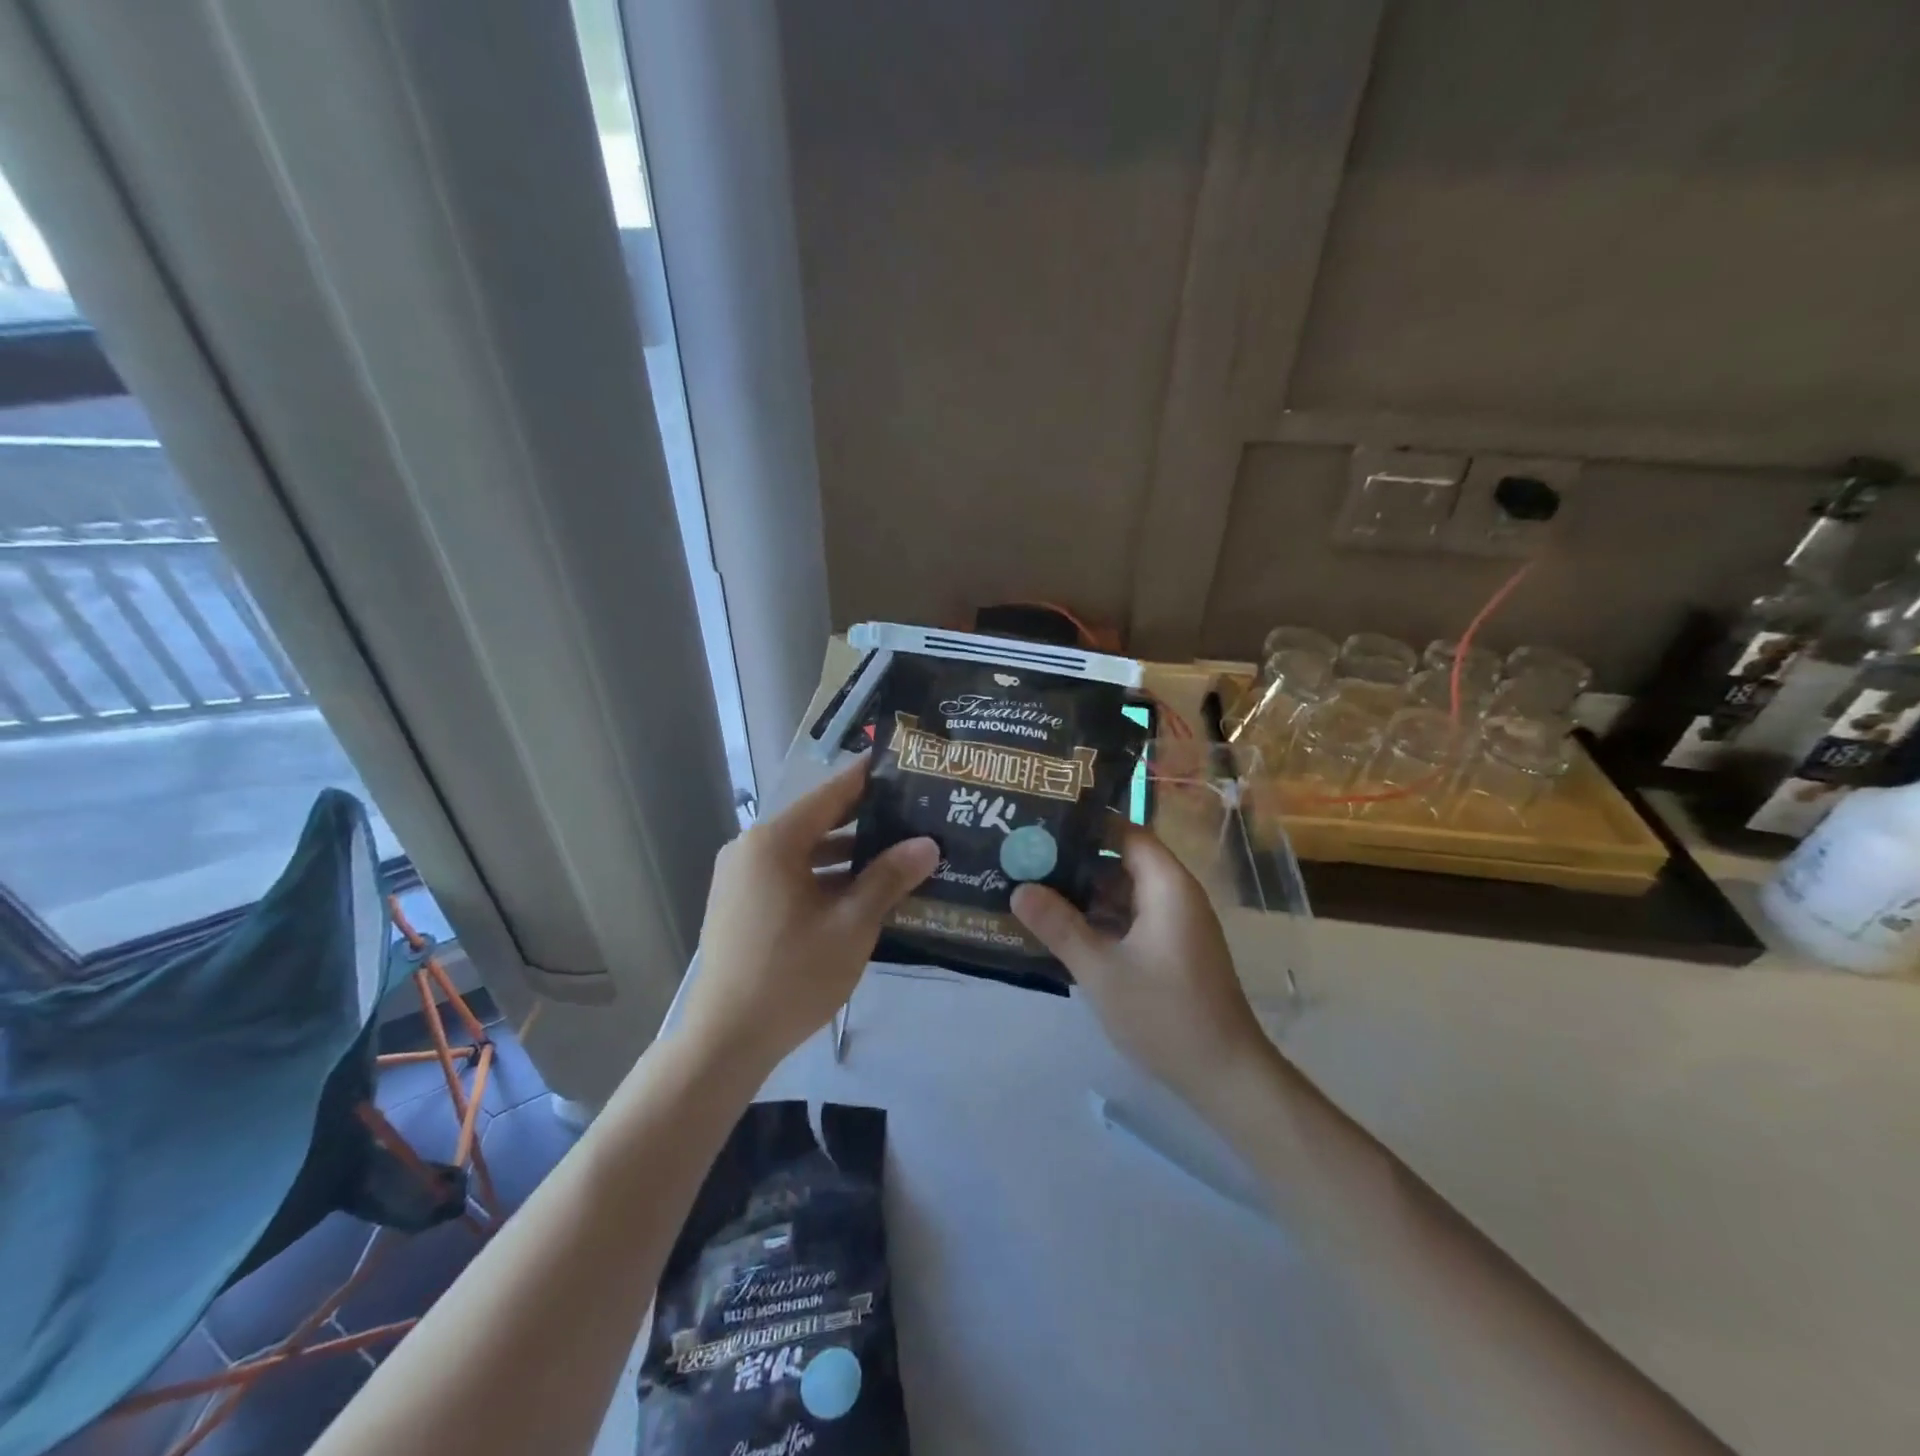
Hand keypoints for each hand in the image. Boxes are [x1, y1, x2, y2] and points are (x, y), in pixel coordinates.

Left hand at [678, 756, 938, 1074]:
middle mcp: (752, 848)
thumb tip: (927, 844)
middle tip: (913, 812)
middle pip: (817, 820)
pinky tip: (861, 891)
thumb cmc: (792, 975)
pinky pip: (789, 874)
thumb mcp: (851, 925)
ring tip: (897, 852)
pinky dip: (823, 876)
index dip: (868, 779)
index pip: (831, 794)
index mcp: (774, 842)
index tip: (903, 765)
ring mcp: (742, 876)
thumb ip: (888, 878)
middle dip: (864, 819)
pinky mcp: (741, 902)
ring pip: (804, 851)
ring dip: (846, 853)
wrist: (725, 1040)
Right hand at [1012, 824, 1270, 1113]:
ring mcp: (1175, 925)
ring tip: (1034, 888)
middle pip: (1122, 861)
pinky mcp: (1172, 950)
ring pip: (1124, 893)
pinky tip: (1062, 929)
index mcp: (1167, 886)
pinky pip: (1131, 919)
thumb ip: (1059, 926)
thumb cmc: (1165, 1014)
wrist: (1225, 1075)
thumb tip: (1018, 889)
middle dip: (1076, 860)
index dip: (1086, 824)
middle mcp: (1175, 896)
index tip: (1043, 821)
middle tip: (1027, 856)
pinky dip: (1100, 919)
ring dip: (1085, 893)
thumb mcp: (1101, 970)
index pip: (1125, 832)